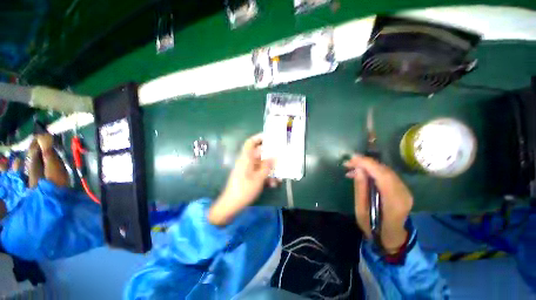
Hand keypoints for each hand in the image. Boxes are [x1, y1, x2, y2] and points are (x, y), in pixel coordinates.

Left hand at [208, 133, 276, 225]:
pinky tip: (273, 184)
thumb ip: (267, 166)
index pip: (250, 143)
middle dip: (270, 157)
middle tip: (281, 157)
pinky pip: (259, 173)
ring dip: (270, 170)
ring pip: (261, 165)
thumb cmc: (244, 190)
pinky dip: (266, 176)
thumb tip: (274, 157)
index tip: (270, 137)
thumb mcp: (259, 178)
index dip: (259, 138)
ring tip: (279, 177)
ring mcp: (247, 170)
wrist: (231, 205)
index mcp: (246, 158)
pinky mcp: (248, 177)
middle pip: (259, 154)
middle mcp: (246, 162)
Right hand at [344, 155, 412, 252]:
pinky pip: (387, 174)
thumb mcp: (361, 212)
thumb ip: (360, 190)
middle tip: (349, 162)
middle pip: (385, 170)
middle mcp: (403, 193)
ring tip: (352, 167)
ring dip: (368, 166)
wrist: (392, 237)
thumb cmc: (373, 227)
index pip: (382, 176)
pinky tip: (362, 172)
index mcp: (393, 202)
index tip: (352, 159)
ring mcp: (405, 190)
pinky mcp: (402, 189)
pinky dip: (373, 170)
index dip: (367, 164)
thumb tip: (358, 170)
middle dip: (366, 163)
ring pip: (386, 170)